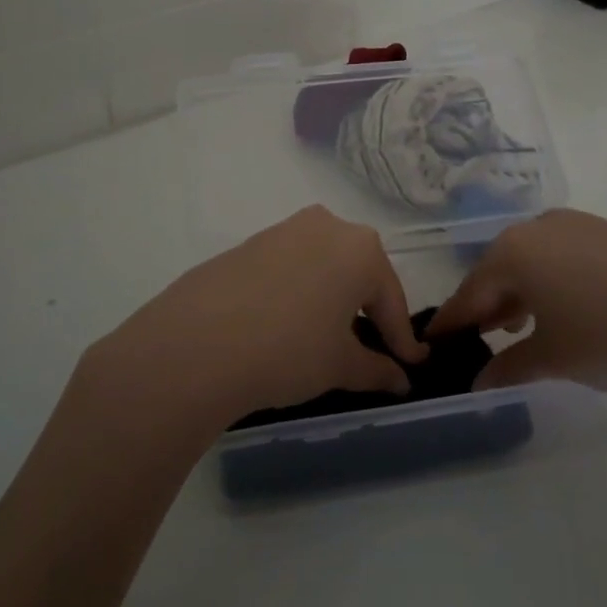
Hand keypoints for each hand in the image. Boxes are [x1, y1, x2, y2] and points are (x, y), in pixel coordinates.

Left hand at [88, 206, 428, 428]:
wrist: (195, 345)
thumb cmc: (288, 350)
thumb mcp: (339, 366)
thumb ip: (376, 370)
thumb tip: (400, 380)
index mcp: (361, 249)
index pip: (391, 301)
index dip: (402, 340)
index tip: (412, 366)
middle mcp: (327, 226)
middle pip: (359, 274)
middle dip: (369, 311)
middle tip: (373, 349)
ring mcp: (284, 230)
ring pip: (323, 266)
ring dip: (332, 299)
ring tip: (328, 337)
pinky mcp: (249, 243)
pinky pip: (290, 268)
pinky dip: (299, 293)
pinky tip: (286, 324)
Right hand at [428, 208, 606, 410]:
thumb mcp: (554, 358)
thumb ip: (509, 367)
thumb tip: (480, 382)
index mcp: (513, 252)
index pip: (469, 293)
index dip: (452, 322)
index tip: (432, 342)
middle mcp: (537, 228)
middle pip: (498, 271)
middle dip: (487, 307)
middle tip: (478, 340)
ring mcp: (576, 225)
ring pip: (531, 262)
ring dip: (519, 295)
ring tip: (519, 329)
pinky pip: (561, 257)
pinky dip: (550, 283)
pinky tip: (564, 310)